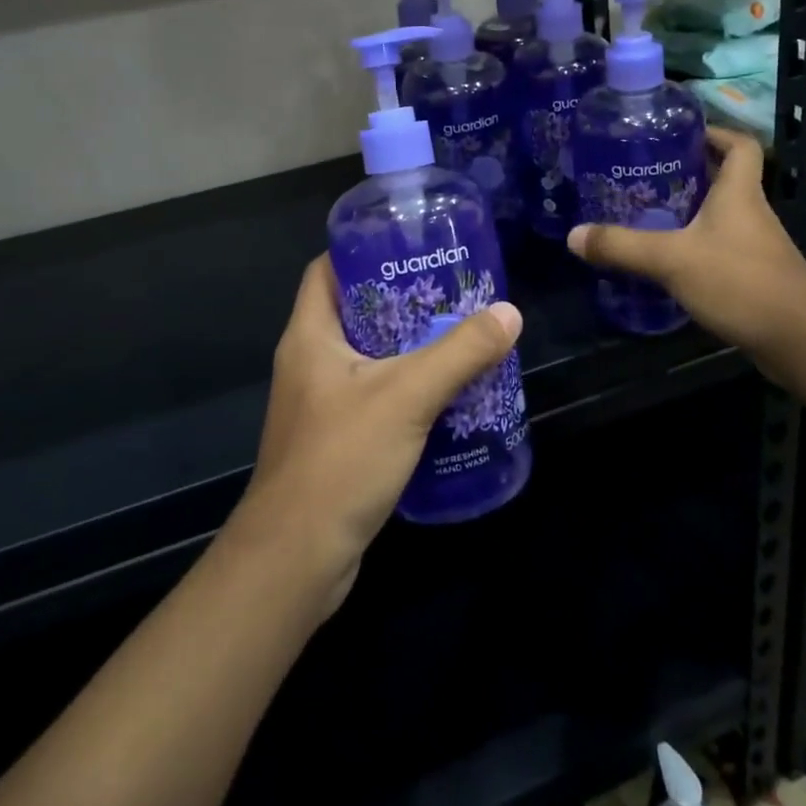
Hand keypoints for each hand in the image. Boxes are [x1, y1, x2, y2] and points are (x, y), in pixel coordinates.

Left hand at [229, 255, 522, 613]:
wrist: (296, 559)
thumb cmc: (341, 460)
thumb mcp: (407, 396)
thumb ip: (459, 353)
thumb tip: (509, 314)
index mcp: (310, 336)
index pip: (327, 270)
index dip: (364, 250)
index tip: (411, 245)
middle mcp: (309, 363)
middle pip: (356, 311)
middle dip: (402, 300)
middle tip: (452, 290)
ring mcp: (320, 404)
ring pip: (369, 357)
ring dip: (409, 347)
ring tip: (459, 335)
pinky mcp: (336, 440)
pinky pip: (376, 397)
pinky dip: (407, 388)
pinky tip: (447, 394)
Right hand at [567, 127, 805, 372]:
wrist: (800, 341)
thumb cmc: (741, 283)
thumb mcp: (673, 260)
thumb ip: (623, 247)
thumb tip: (574, 236)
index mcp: (739, 193)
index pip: (738, 144)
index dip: (715, 132)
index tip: (681, 133)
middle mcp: (752, 212)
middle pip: (725, 177)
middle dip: (689, 172)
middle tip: (646, 174)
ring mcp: (756, 246)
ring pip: (721, 215)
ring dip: (691, 211)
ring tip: (648, 214)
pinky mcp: (755, 276)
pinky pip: (721, 247)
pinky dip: (697, 246)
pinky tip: (669, 261)